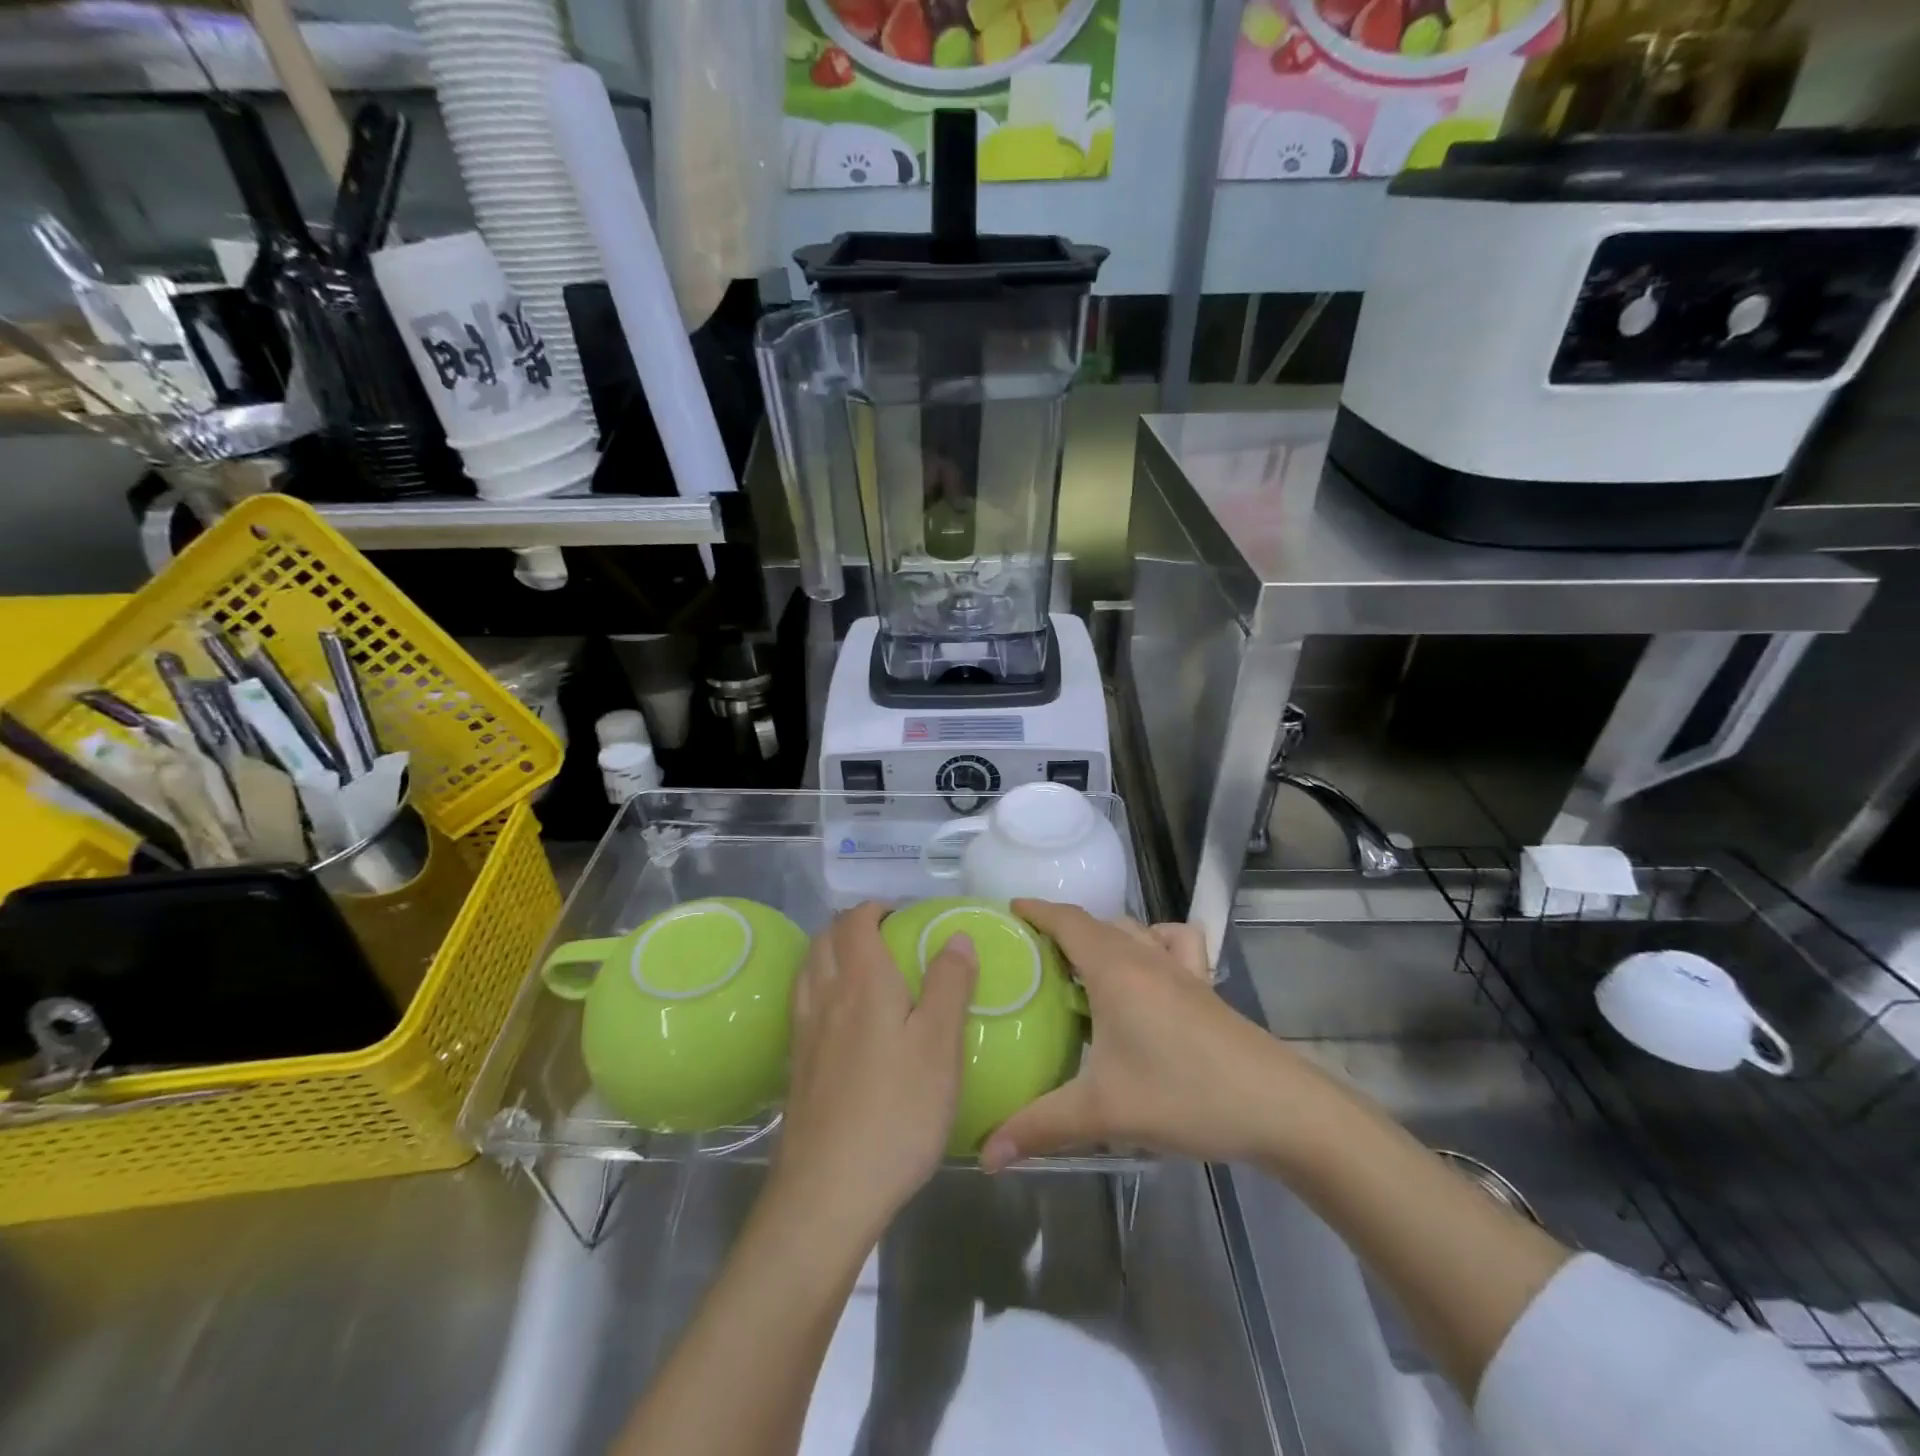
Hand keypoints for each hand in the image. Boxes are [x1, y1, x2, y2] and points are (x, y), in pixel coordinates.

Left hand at [771, 902, 978, 1237]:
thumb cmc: (897, 1111)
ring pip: (808, 969)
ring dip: (830, 953)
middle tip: (884, 939)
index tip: (901, 916)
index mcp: (861, 981)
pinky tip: (839, 1019)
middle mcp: (825, 996)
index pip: (856, 922)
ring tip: (860, 970)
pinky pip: (802, 1004)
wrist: (828, 1191)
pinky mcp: (795, 1067)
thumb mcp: (940, 1045)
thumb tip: (956, 936)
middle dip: (850, 926)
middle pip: (825, 939)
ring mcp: (803, 1033)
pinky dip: (818, 988)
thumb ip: (949, 984)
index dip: (875, 909)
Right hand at [982, 900, 1305, 1170]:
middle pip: (1097, 923)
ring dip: (1103, 935)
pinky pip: (1173, 942)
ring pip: (1133, 930)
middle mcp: (1145, 956)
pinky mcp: (1204, 986)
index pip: (1068, 920)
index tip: (1009, 910)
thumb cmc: (1184, 1095)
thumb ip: (1039, 1126)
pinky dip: (1153, 941)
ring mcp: (1180, 969)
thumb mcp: (1103, 1112)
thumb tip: (985, 1154)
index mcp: (1114, 969)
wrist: (1278, 1107)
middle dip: (1062, 928)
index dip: (1037, 910)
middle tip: (1031, 954)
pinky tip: (1147, 970)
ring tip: (1080, 966)